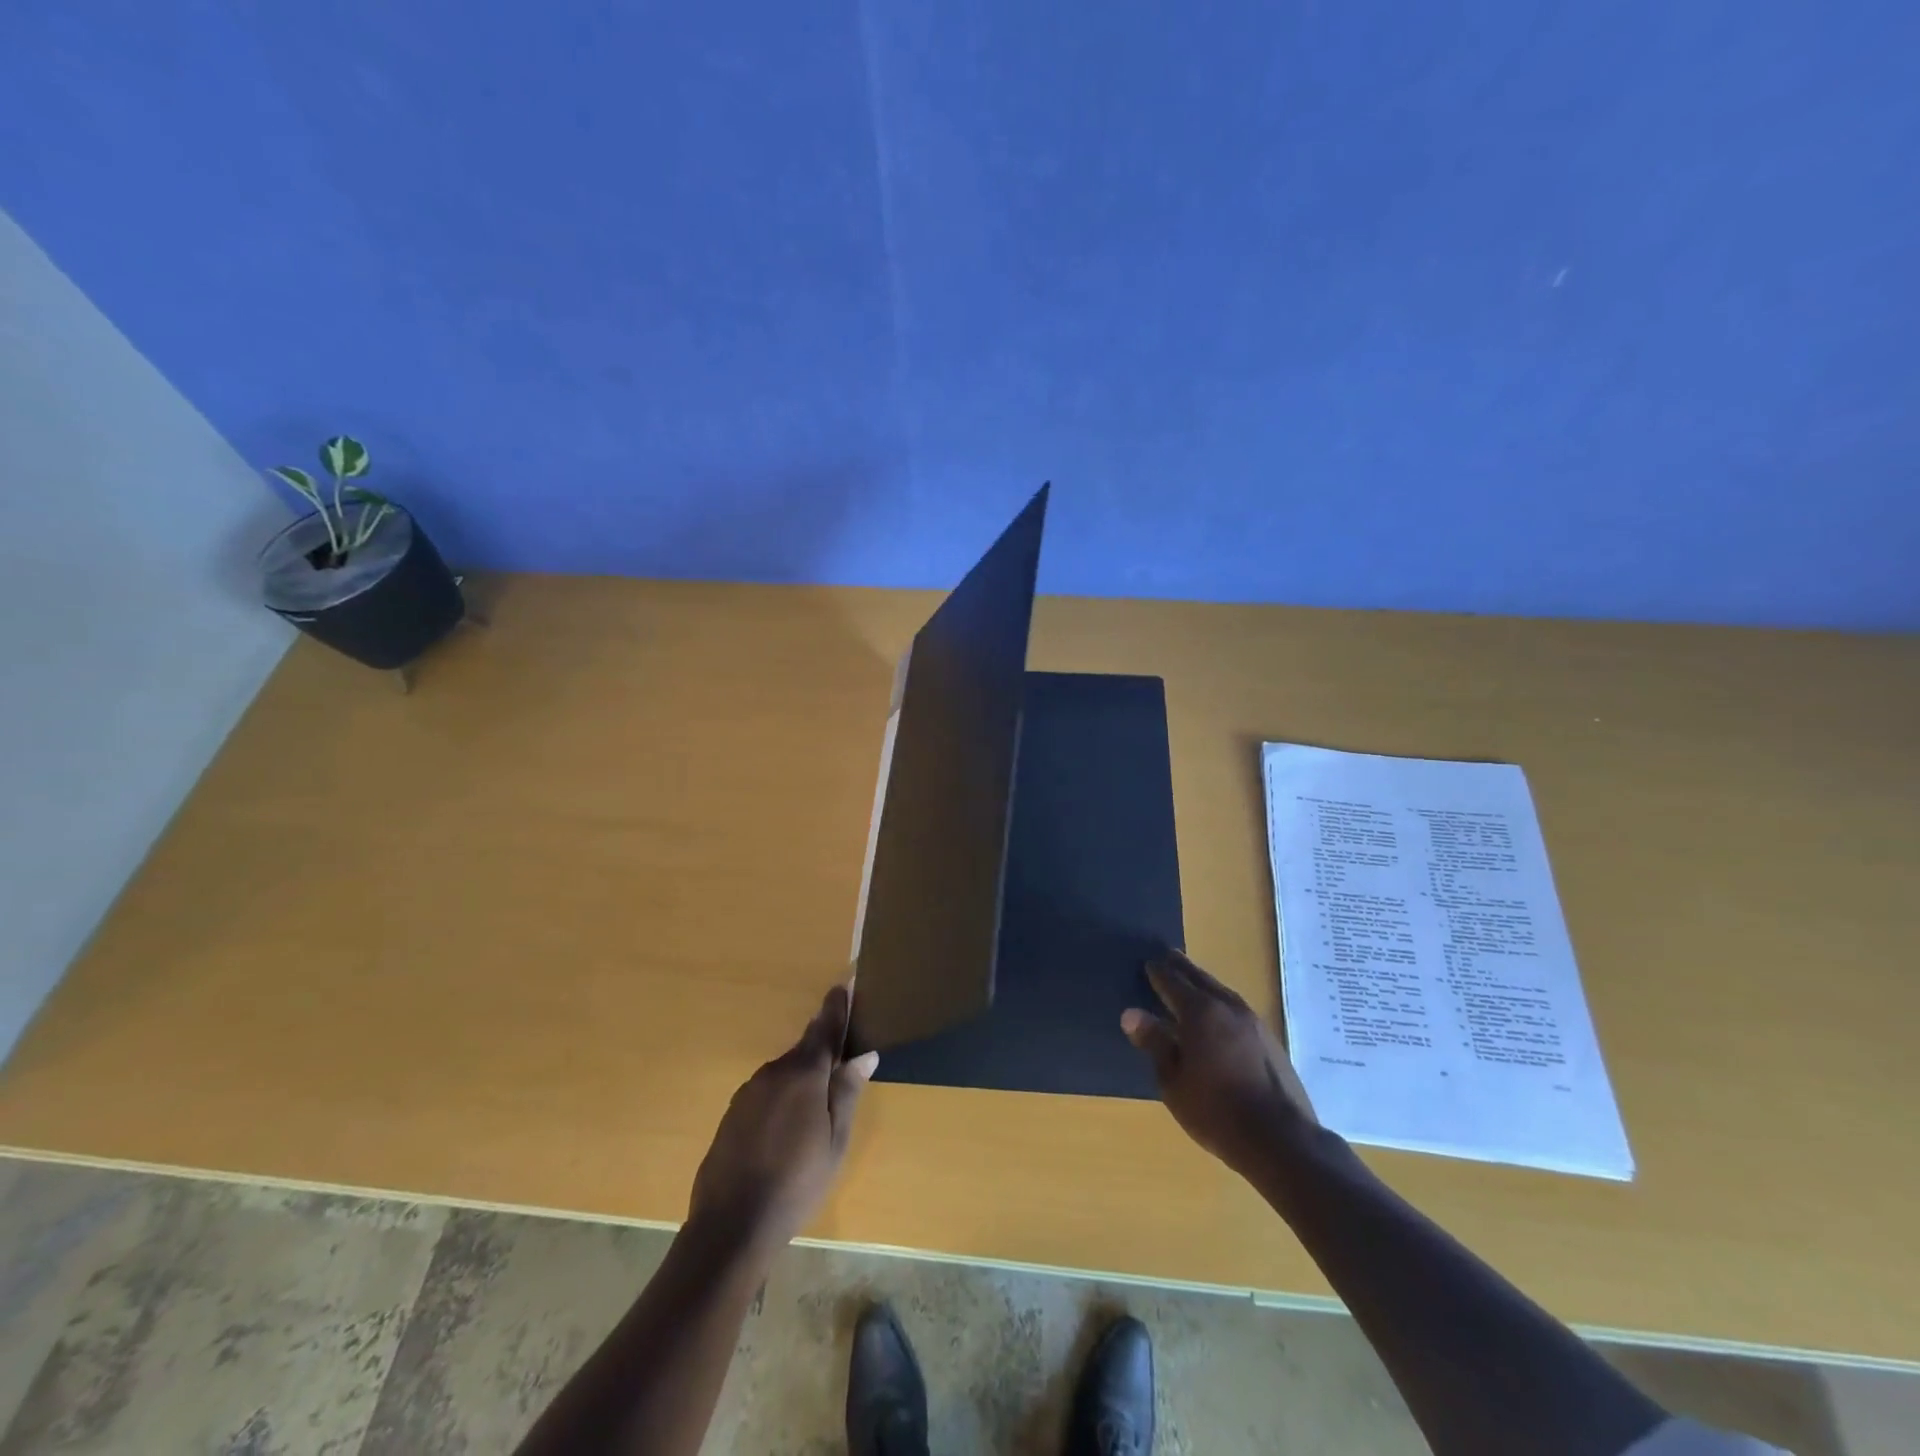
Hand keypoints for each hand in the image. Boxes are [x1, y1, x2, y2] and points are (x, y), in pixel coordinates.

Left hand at [688, 984, 878, 1251]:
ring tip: (816, 1107)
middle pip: (804, 1051)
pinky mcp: (733, 1113)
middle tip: (841, 1062)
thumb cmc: (797, 1181)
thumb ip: (847, 1092)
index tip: (842, 985)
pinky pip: (766, 1093)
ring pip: (784, 1073)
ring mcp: (749, 1092)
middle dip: (822, 1051)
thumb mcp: (835, 1140)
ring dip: (802, 1079)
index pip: (824, 1028)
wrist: (731, 1225)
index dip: (836, 1008)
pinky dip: (782, 1098)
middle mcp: (774, 1072)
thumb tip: (865, 1054)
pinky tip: (786, 1129)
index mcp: (804, 1073)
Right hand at [1122, 950, 1318, 1182]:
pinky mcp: (1269, 1039)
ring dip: (1203, 983)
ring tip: (1191, 982)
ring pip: (1221, 991)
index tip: (1147, 962)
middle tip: (1168, 956)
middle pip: (1200, 978)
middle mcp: (1228, 1006)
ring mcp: (1253, 1021)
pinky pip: (1236, 1008)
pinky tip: (1217, 1016)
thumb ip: (1154, 1042)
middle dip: (1182, 967)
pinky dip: (1220, 1003)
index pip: (1172, 981)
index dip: (1158, 972)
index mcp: (1200, 1012)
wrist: (1281, 1140)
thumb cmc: (1216, 1111)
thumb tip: (1131, 1014)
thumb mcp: (1173, 1081)